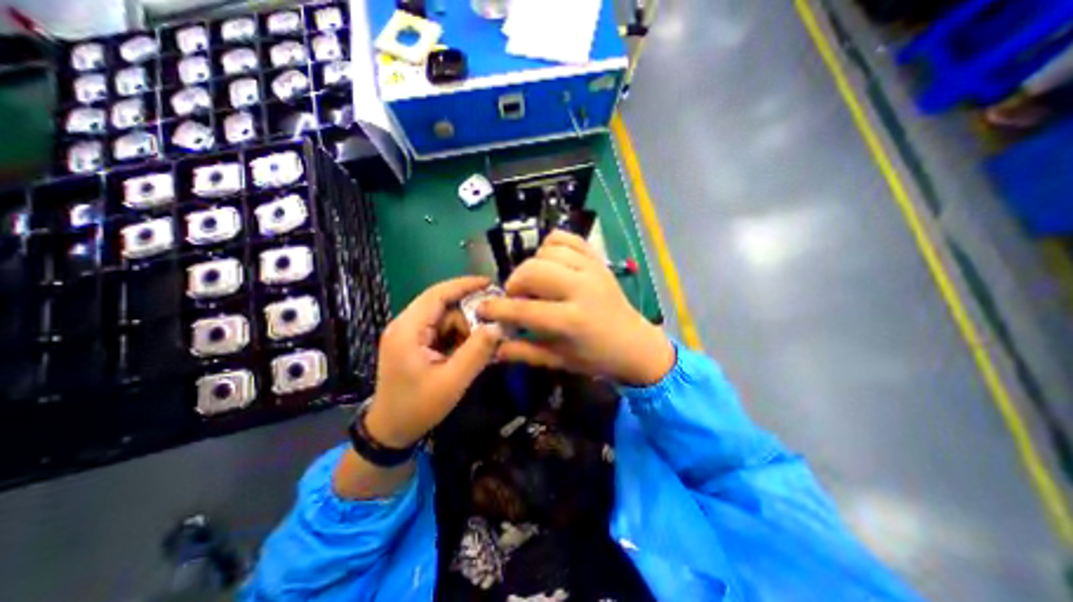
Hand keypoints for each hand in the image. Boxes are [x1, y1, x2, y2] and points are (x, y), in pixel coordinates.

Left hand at [367, 274, 505, 446]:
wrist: (390, 431)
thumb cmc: (418, 407)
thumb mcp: (452, 381)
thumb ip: (476, 352)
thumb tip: (498, 326)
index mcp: (408, 330)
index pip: (437, 294)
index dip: (464, 285)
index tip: (490, 282)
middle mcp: (405, 325)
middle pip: (443, 307)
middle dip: (469, 315)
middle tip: (492, 328)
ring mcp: (408, 334)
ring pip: (445, 319)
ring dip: (465, 329)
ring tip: (482, 345)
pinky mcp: (414, 343)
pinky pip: (442, 330)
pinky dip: (458, 337)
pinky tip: (469, 349)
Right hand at [482, 231, 673, 385]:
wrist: (634, 343)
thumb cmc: (595, 357)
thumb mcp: (558, 360)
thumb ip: (523, 352)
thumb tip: (492, 346)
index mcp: (572, 320)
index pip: (524, 308)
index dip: (497, 308)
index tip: (482, 309)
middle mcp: (582, 288)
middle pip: (532, 270)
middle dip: (515, 283)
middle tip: (517, 298)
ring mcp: (592, 269)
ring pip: (546, 250)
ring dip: (533, 266)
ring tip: (536, 283)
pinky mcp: (597, 259)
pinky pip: (566, 238)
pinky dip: (551, 246)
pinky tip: (550, 263)